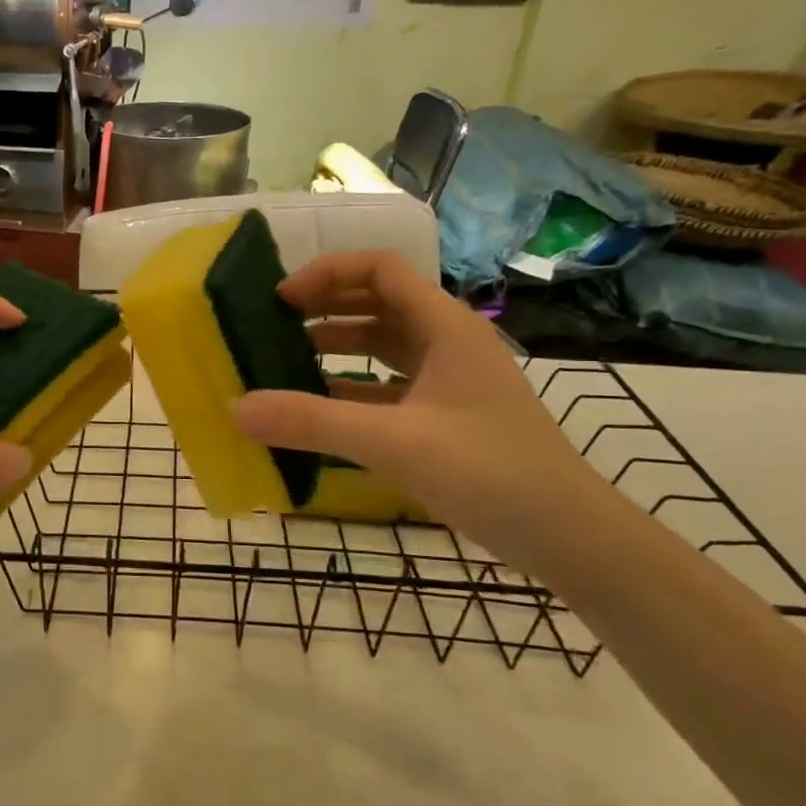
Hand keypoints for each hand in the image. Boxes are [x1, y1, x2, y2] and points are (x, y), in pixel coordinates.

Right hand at [231, 251, 610, 555]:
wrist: (569, 536)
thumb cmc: (489, 472)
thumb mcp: (392, 442)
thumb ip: (311, 422)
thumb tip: (236, 408)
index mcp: (444, 326)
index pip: (379, 269)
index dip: (326, 273)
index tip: (280, 300)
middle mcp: (447, 341)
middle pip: (378, 301)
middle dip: (324, 307)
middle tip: (273, 326)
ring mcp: (449, 380)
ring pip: (383, 345)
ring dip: (335, 346)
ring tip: (284, 362)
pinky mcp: (446, 415)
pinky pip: (388, 385)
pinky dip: (351, 388)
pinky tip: (318, 408)